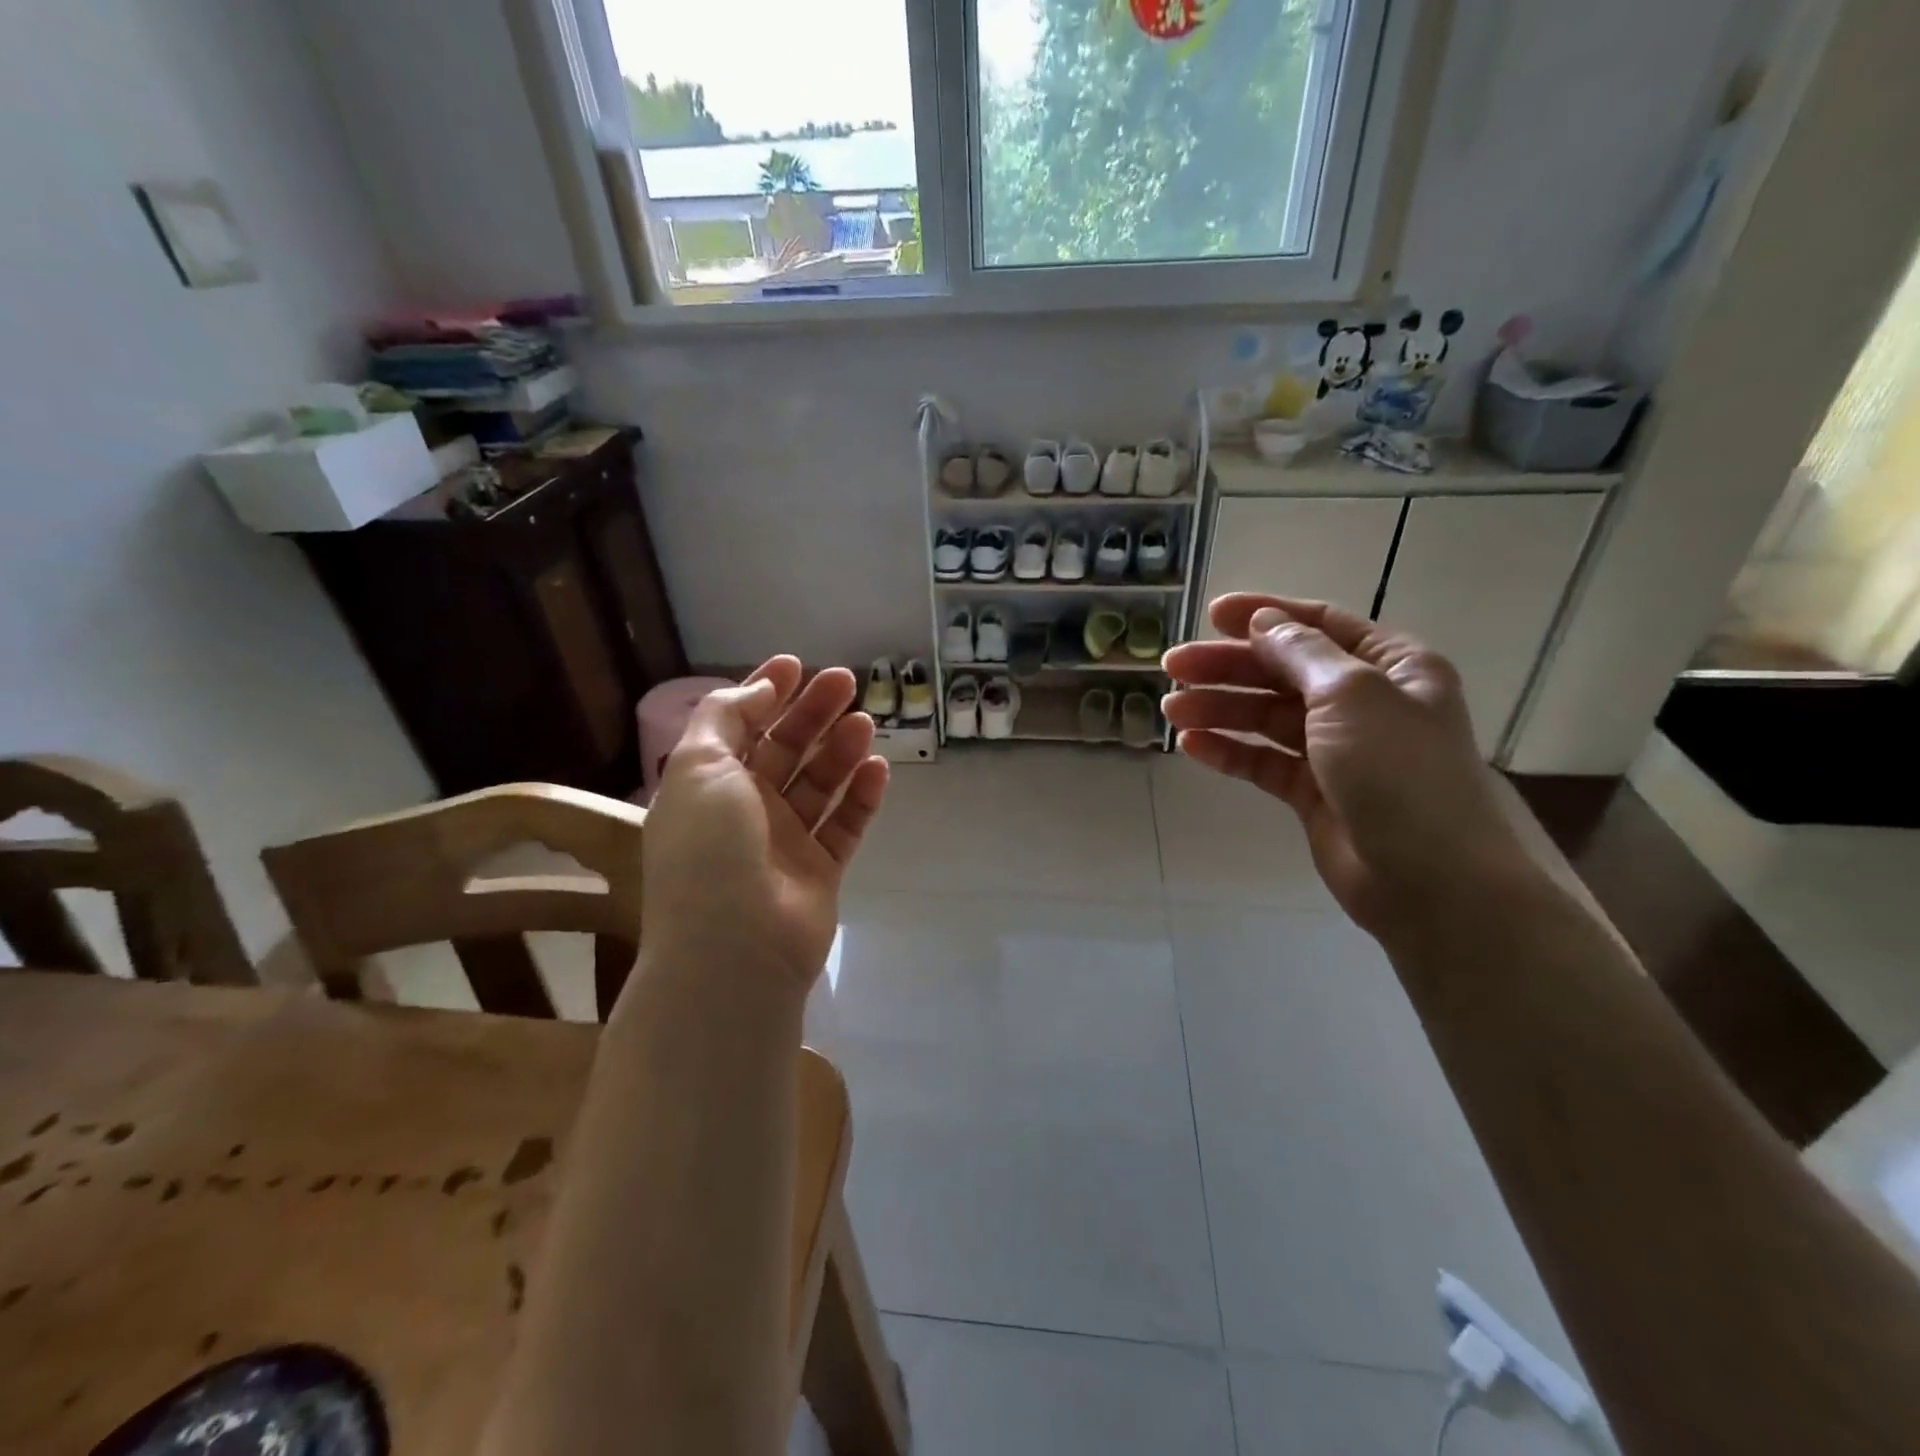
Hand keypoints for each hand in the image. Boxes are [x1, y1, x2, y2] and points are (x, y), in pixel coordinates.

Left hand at [639, 657, 888, 988]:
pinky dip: (861, 795)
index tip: (796, 664)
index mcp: (708, 785)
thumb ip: (726, 717)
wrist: (735, 951)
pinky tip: (878, 766)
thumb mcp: (699, 767)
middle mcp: (745, 810)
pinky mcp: (820, 871)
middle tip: (846, 682)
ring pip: (819, 784)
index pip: (739, 727)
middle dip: (812, 713)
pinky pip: (845, 824)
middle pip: (784, 750)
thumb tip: (759, 688)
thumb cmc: (708, 850)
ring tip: (866, 721)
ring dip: (840, 749)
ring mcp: (784, 842)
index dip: (765, 692)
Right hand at [1162, 595, 1533, 937]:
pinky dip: (1230, 751)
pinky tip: (1192, 746)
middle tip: (1173, 667)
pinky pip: (1264, 762)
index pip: (1319, 625)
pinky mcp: (1314, 793)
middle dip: (1228, 667)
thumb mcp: (1351, 694)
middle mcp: (1364, 702)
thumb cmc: (1399, 771)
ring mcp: (1337, 750)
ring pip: (1267, 717)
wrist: (1429, 879)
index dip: (1264, 615)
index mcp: (1390, 666)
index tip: (1211, 615)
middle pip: (1283, 672)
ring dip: (1220, 709)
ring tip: (1172, 710)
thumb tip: (1263, 622)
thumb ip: (1301, 652)